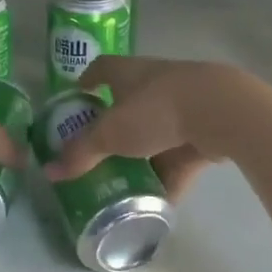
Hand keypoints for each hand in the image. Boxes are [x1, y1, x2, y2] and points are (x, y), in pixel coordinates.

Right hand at [43, 56, 240, 198]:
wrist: (222, 112)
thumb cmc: (156, 110)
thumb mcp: (111, 134)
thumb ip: (81, 154)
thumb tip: (49, 171)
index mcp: (128, 72)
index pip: (101, 69)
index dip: (87, 81)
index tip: (77, 97)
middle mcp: (153, 82)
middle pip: (127, 103)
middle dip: (114, 128)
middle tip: (97, 152)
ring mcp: (183, 104)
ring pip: (156, 132)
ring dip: (143, 156)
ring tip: (126, 183)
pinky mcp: (205, 128)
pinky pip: (180, 155)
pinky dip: (170, 176)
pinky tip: (160, 202)